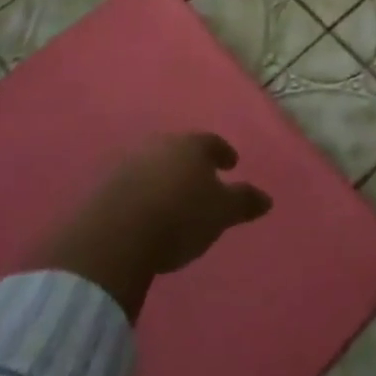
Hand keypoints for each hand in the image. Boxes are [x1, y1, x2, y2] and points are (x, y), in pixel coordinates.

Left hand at [92, 132, 272, 275]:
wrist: (118, 234)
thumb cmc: (180, 217)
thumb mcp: (221, 213)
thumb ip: (244, 202)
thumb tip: (267, 198)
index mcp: (192, 145)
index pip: (213, 142)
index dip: (224, 153)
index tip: (231, 164)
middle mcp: (161, 144)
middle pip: (181, 149)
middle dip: (192, 163)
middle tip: (202, 180)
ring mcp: (131, 161)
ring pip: (156, 163)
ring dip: (166, 176)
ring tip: (174, 198)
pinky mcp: (107, 184)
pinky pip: (134, 182)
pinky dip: (144, 191)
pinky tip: (147, 210)